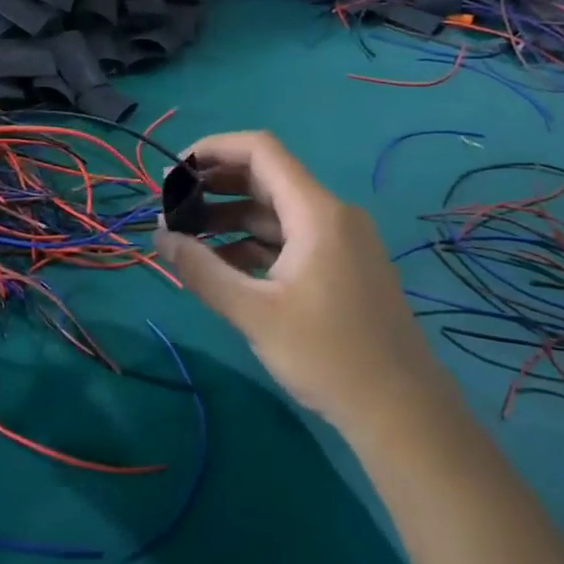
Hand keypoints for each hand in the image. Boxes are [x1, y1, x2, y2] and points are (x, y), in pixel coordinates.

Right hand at [153, 130, 436, 432]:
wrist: (403, 414)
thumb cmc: (328, 356)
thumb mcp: (254, 313)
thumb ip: (202, 270)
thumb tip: (160, 237)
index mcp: (316, 212)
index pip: (260, 150)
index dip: (213, 149)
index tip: (173, 171)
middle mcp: (331, 214)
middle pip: (266, 177)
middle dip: (215, 185)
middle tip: (171, 204)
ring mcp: (340, 240)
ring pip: (276, 210)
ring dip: (231, 216)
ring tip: (187, 235)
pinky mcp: (342, 265)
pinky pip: (290, 237)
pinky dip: (253, 242)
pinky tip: (223, 263)